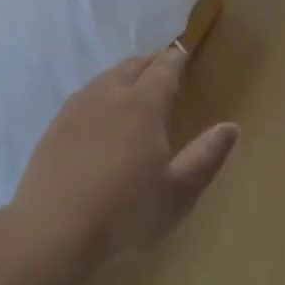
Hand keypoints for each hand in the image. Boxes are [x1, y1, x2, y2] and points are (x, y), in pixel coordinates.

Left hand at [10, 46, 238, 266]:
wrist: (53, 230)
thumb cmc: (126, 211)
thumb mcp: (179, 191)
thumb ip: (207, 156)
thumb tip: (231, 127)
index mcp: (143, 105)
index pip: (163, 69)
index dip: (175, 60)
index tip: (183, 55)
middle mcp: (109, 96)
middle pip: (131, 66)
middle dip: (149, 63)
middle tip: (161, 68)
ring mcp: (76, 110)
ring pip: (103, 79)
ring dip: (122, 76)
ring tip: (131, 86)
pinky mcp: (53, 129)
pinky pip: (82, 98)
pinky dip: (98, 95)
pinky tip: (97, 115)